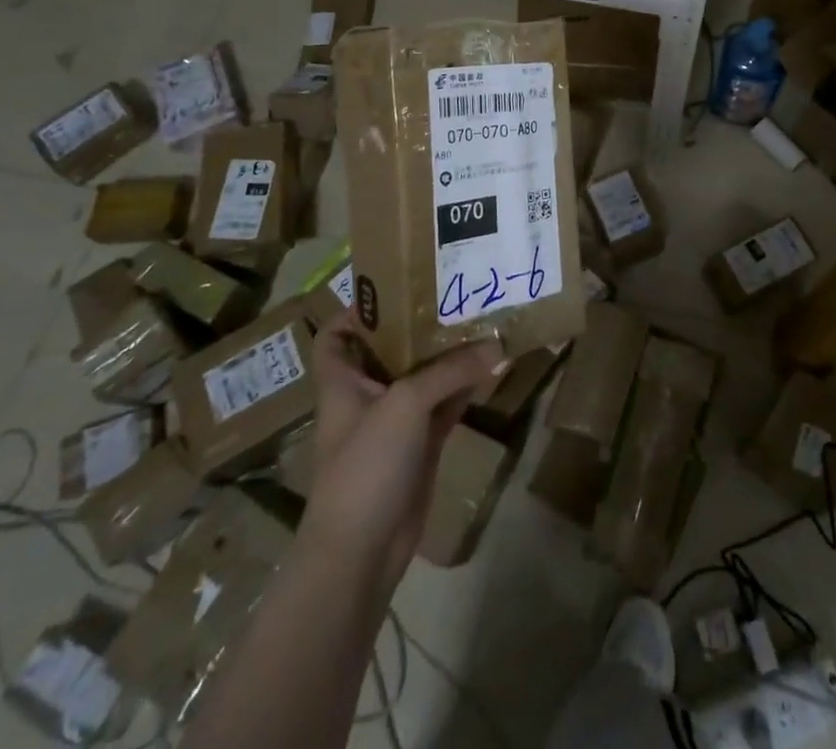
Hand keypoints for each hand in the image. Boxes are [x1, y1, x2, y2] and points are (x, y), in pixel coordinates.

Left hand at [299, 314, 500, 600]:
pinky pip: (445, 404)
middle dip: (418, 324)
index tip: (395, 284)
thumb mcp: (406, 404)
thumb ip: (451, 371)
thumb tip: (498, 345)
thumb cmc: (366, 464)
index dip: (357, 308)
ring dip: (449, 354)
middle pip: (390, 349)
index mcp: (343, 380)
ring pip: (424, 376)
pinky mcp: (420, 445)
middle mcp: (367, 394)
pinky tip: (491, 364)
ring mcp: (395, 421)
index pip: (337, 334)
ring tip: (481, 318)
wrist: (362, 551)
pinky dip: (465, 386)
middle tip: (454, 292)